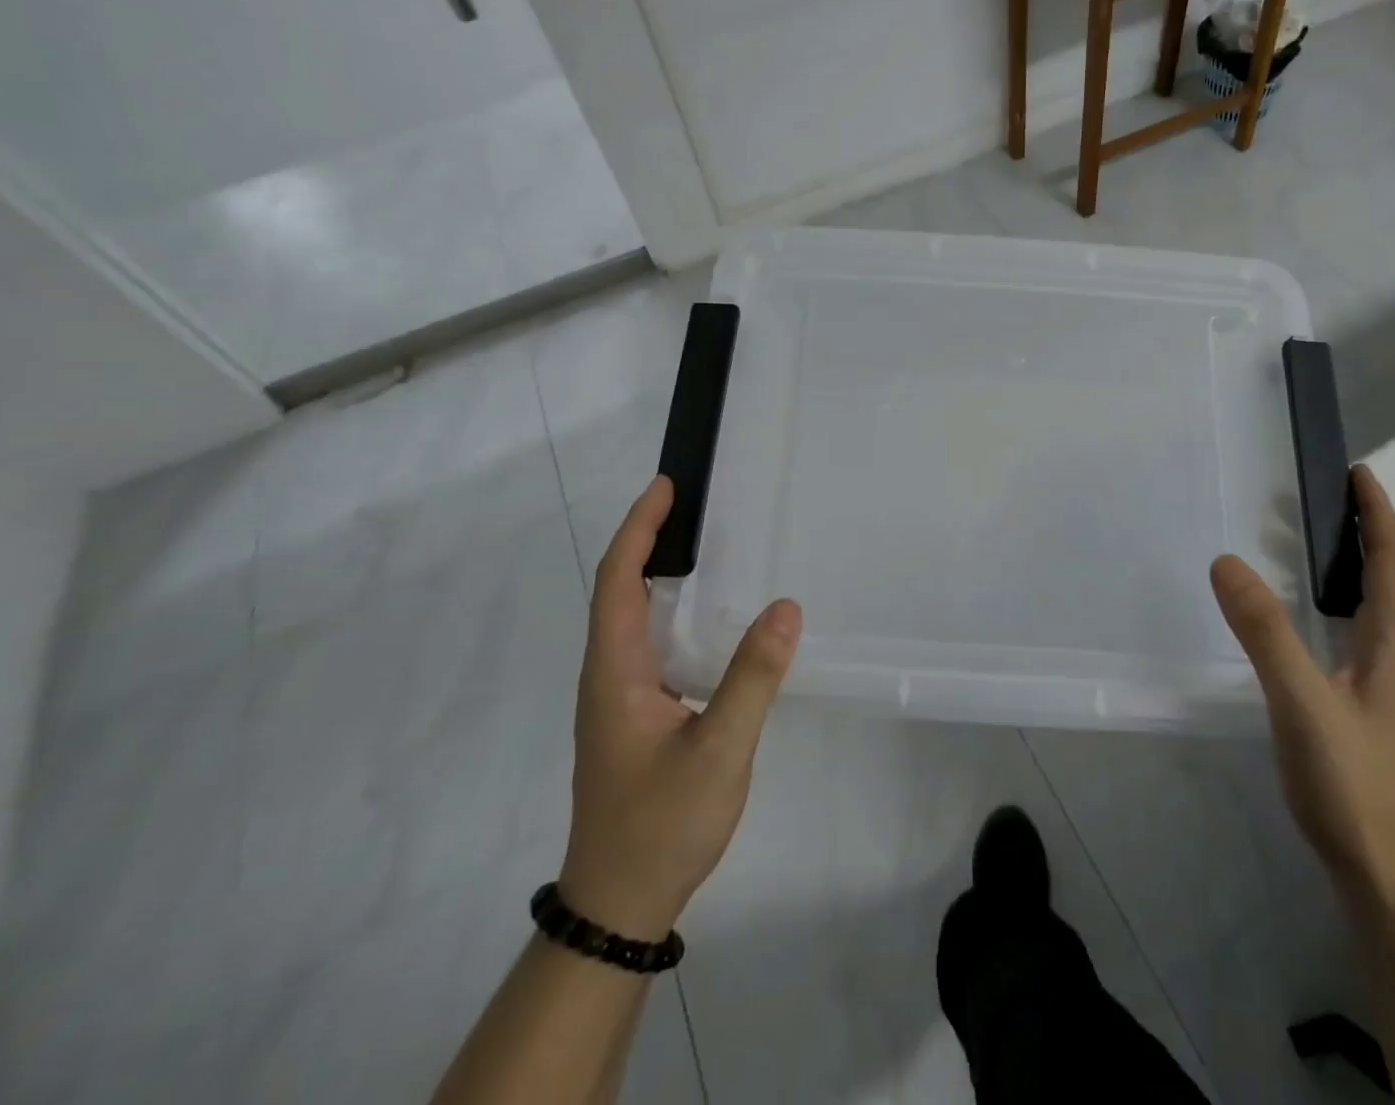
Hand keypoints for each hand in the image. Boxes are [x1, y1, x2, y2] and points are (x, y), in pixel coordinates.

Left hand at [559, 476, 801, 939]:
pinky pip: (649, 644)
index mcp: (615, 672)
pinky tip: (708, 618)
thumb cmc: (661, 826)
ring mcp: (618, 698)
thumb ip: (752, 678)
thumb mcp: (718, 751)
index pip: (618, 580)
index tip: (666, 488)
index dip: (639, 529)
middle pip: (619, 590)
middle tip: (692, 505)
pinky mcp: (635, 716)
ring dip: (657, 573)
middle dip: (648, 540)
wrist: (618, 906)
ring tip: (701, 544)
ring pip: (631, 618)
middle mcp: (608, 675)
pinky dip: (671, 611)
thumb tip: (785, 607)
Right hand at [1211, 465, 1394, 906]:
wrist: (1386, 873)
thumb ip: (1265, 632)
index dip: (1378, 515)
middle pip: (1391, 578)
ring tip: (1310, 540)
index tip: (1359, 472)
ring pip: (1376, 606)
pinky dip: (1338, 599)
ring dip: (1353, 565)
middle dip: (1365, 531)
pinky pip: (1359, 630)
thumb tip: (1226, 561)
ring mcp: (1390, 685)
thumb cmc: (1352, 783)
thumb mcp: (1302, 701)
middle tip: (1322, 496)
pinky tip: (1309, 614)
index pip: (1394, 563)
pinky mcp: (1371, 706)